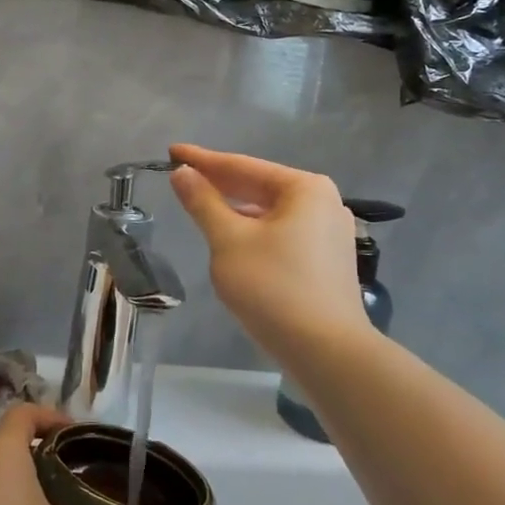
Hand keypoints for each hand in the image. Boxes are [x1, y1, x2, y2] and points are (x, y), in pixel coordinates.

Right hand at [168, 143, 367, 362]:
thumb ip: (203, 203)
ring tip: (203, 204)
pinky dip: (256, 230)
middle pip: (260, 186)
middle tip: (182, 175)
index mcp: (304, 188)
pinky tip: (235, 237)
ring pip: (271, 212)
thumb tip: (183, 173)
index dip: (203, 160)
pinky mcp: (329, 260)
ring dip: (237, 208)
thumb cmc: (274, 288)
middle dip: (220, 183)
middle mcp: (324, 202)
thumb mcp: (228, 241)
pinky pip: (284, 233)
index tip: (172, 152)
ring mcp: (331, 232)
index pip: (242, 166)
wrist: (326, 352)